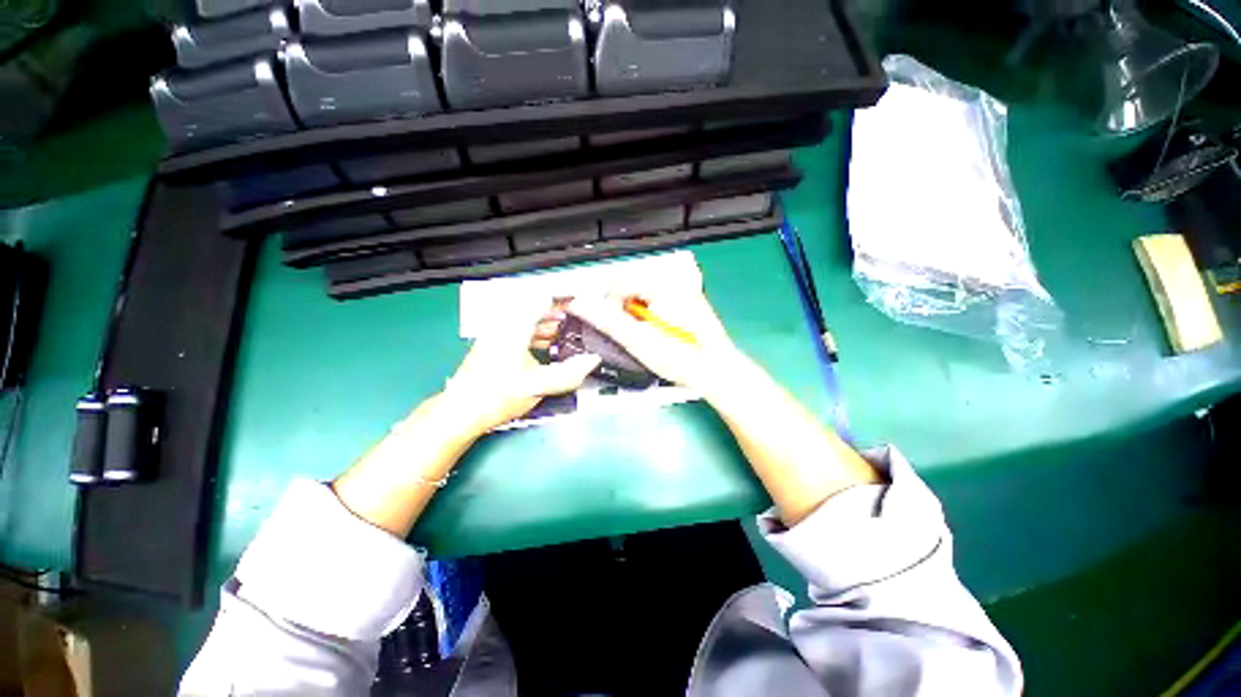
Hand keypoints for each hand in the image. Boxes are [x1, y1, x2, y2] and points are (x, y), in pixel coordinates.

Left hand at [440, 302, 600, 434]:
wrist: (460, 414)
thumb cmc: (494, 397)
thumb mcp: (536, 386)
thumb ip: (568, 373)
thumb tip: (593, 360)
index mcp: (513, 326)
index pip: (545, 297)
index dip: (568, 293)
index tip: (588, 294)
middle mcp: (506, 324)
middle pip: (539, 305)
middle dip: (564, 309)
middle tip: (586, 316)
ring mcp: (501, 334)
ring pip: (533, 318)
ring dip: (554, 323)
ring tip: (575, 332)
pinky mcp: (500, 345)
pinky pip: (526, 330)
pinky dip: (544, 334)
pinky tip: (555, 346)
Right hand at [568, 289, 739, 389]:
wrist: (716, 371)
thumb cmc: (678, 357)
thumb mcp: (637, 341)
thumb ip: (607, 320)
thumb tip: (578, 304)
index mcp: (661, 285)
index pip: (618, 283)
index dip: (609, 306)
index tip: (617, 327)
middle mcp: (674, 280)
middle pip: (631, 286)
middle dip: (624, 309)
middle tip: (634, 333)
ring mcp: (684, 288)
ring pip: (643, 293)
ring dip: (637, 311)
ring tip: (648, 334)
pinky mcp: (689, 298)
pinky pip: (658, 297)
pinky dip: (651, 311)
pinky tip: (659, 329)